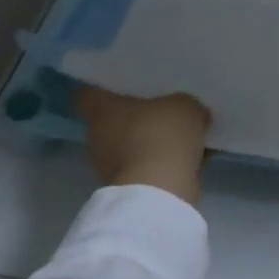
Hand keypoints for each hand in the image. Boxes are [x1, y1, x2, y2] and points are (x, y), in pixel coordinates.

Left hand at [75, 86, 212, 205]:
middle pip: (112, 120)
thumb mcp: (184, 106)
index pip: (88, 94)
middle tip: (160, 106)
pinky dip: (161, 164)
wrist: (160, 192)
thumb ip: (184, 104)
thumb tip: (191, 112)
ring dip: (149, 142)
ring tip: (180, 134)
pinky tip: (189, 159)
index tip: (118, 85)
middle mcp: (98, 136)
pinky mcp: (128, 189)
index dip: (101, 89)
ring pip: (130, 145)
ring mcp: (110, 166)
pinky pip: (145, 167)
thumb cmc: (162, 135)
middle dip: (133, 116)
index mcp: (102, 109)